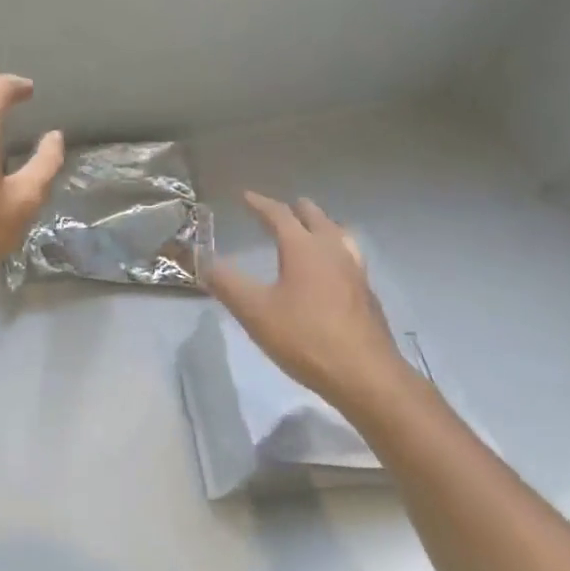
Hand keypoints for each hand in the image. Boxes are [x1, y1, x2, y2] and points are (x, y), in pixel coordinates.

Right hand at [205, 192, 408, 410]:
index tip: (246, 196)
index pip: (279, 215)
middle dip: (297, 210)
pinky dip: (335, 249)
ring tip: (313, 230)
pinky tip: (334, 269)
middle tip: (283, 208)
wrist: (364, 374)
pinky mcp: (367, 293)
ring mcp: (355, 271)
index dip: (260, 204)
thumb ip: (227, 283)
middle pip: (315, 218)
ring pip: (338, 235)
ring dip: (321, 226)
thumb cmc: (305, 338)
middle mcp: (332, 250)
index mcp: (303, 248)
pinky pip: (349, 256)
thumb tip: (202, 260)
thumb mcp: (255, 312)